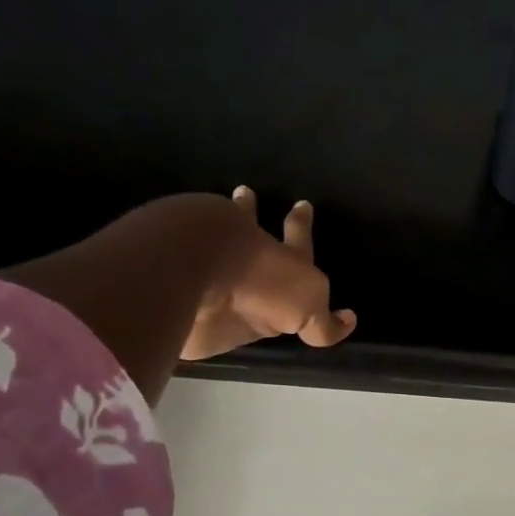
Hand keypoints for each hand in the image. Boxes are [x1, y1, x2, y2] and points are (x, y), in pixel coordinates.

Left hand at [183, 186, 356, 359]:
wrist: (192, 271)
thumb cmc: (260, 284)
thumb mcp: (307, 309)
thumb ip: (324, 323)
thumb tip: (346, 321)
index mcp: (283, 257)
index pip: (299, 238)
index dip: (303, 225)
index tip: (303, 203)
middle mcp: (245, 250)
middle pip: (248, 223)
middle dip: (249, 210)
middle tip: (245, 192)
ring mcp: (204, 254)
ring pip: (209, 231)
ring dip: (207, 222)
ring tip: (204, 213)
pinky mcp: (170, 268)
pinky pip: (175, 248)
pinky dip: (174, 238)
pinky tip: (169, 235)